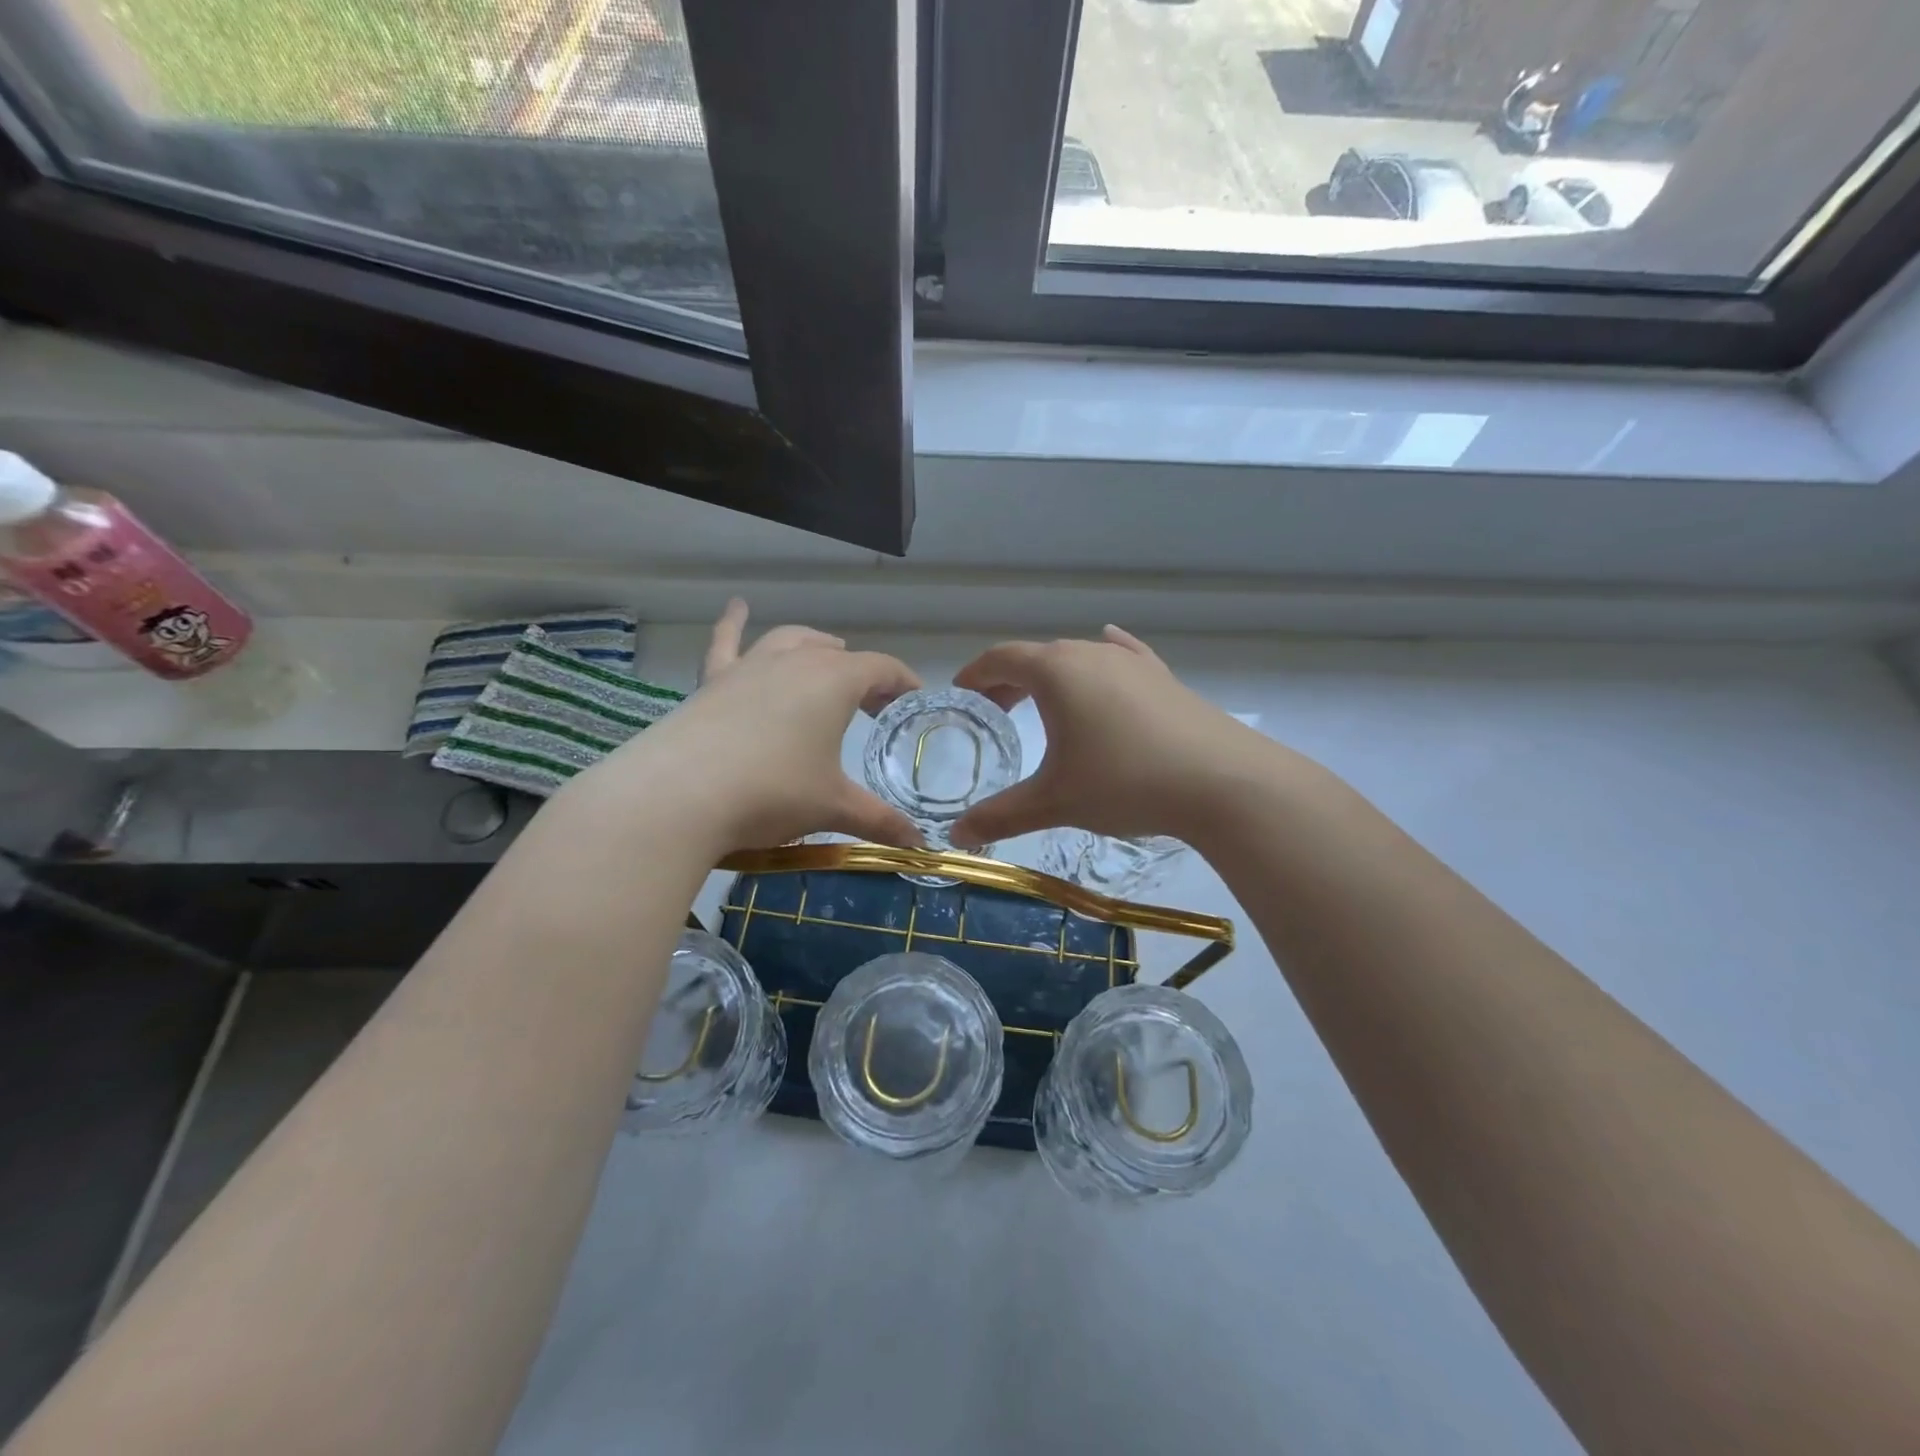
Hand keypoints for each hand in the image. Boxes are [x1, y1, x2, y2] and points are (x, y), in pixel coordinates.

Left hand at [573, 599, 924, 852]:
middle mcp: (793, 661)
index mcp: (833, 681)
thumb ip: (879, 821)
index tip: (914, 701)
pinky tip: (737, 606)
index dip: (903, 683)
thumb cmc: (771, 793)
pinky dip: (734, 623)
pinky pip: (725, 642)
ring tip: (828, 653)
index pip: (882, 669)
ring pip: (790, 640)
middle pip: (838, 655)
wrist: (678, 796)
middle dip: (862, 674)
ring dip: (815, 645)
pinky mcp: (711, 681)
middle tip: (873, 704)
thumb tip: (917, 844)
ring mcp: (748, 666)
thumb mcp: (832, 807)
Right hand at [949, 625, 1276, 847]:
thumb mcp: (1055, 801)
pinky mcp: (1164, 678)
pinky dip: (1104, 659)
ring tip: (1042, 704)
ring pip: (1079, 659)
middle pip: (1037, 656)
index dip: (975, 675)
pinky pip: (1123, 658)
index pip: (1000, 658)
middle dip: (1009, 681)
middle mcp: (1091, 653)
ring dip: (1052, 677)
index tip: (961, 695)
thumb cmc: (1124, 782)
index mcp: (1056, 671)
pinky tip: (1110, 645)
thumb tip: (957, 837)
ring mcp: (1132, 662)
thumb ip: (1001, 816)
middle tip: (994, 711)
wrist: (1223, 782)